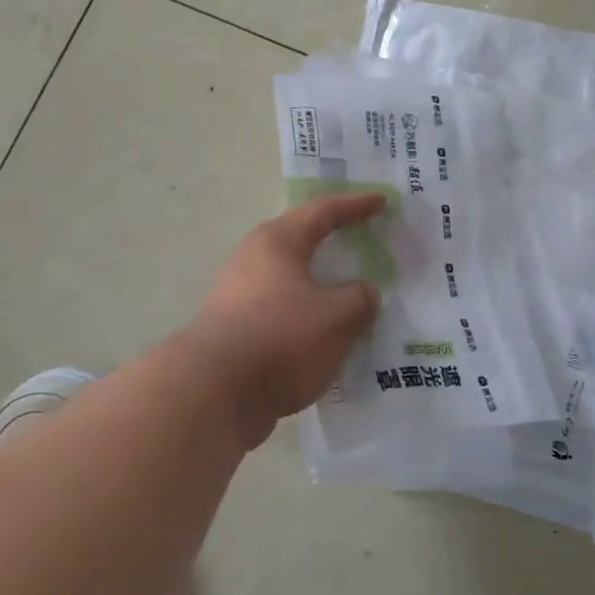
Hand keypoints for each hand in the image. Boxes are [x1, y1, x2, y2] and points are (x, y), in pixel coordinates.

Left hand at [186, 192, 384, 443]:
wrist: (212, 394)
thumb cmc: (281, 339)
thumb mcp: (338, 317)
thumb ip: (360, 299)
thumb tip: (362, 293)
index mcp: (279, 242)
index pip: (324, 211)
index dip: (355, 205)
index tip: (382, 201)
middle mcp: (254, 258)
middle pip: (300, 238)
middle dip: (333, 237)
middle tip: (362, 235)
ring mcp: (239, 294)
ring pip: (290, 276)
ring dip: (320, 280)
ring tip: (349, 288)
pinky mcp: (235, 328)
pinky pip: (282, 307)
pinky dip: (307, 311)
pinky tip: (325, 330)